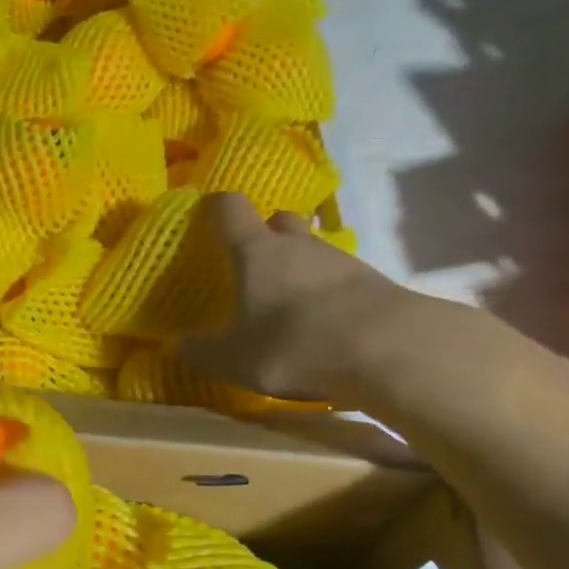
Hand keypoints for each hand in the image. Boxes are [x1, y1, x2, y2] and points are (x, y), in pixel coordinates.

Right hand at [181, 193, 428, 403]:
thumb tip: (176, 346)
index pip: (230, 208)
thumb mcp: (233, 360)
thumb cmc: (294, 344)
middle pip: (278, 220)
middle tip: (251, 264)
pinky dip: (326, 292)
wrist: (391, 351)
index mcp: (256, 251)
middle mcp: (297, 245)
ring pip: (311, 249)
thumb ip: (200, 352)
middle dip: (264, 234)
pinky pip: (339, 278)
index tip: (206, 218)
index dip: (216, 208)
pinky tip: (322, 322)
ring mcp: (341, 260)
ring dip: (297, 266)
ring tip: (287, 302)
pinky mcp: (374, 283)